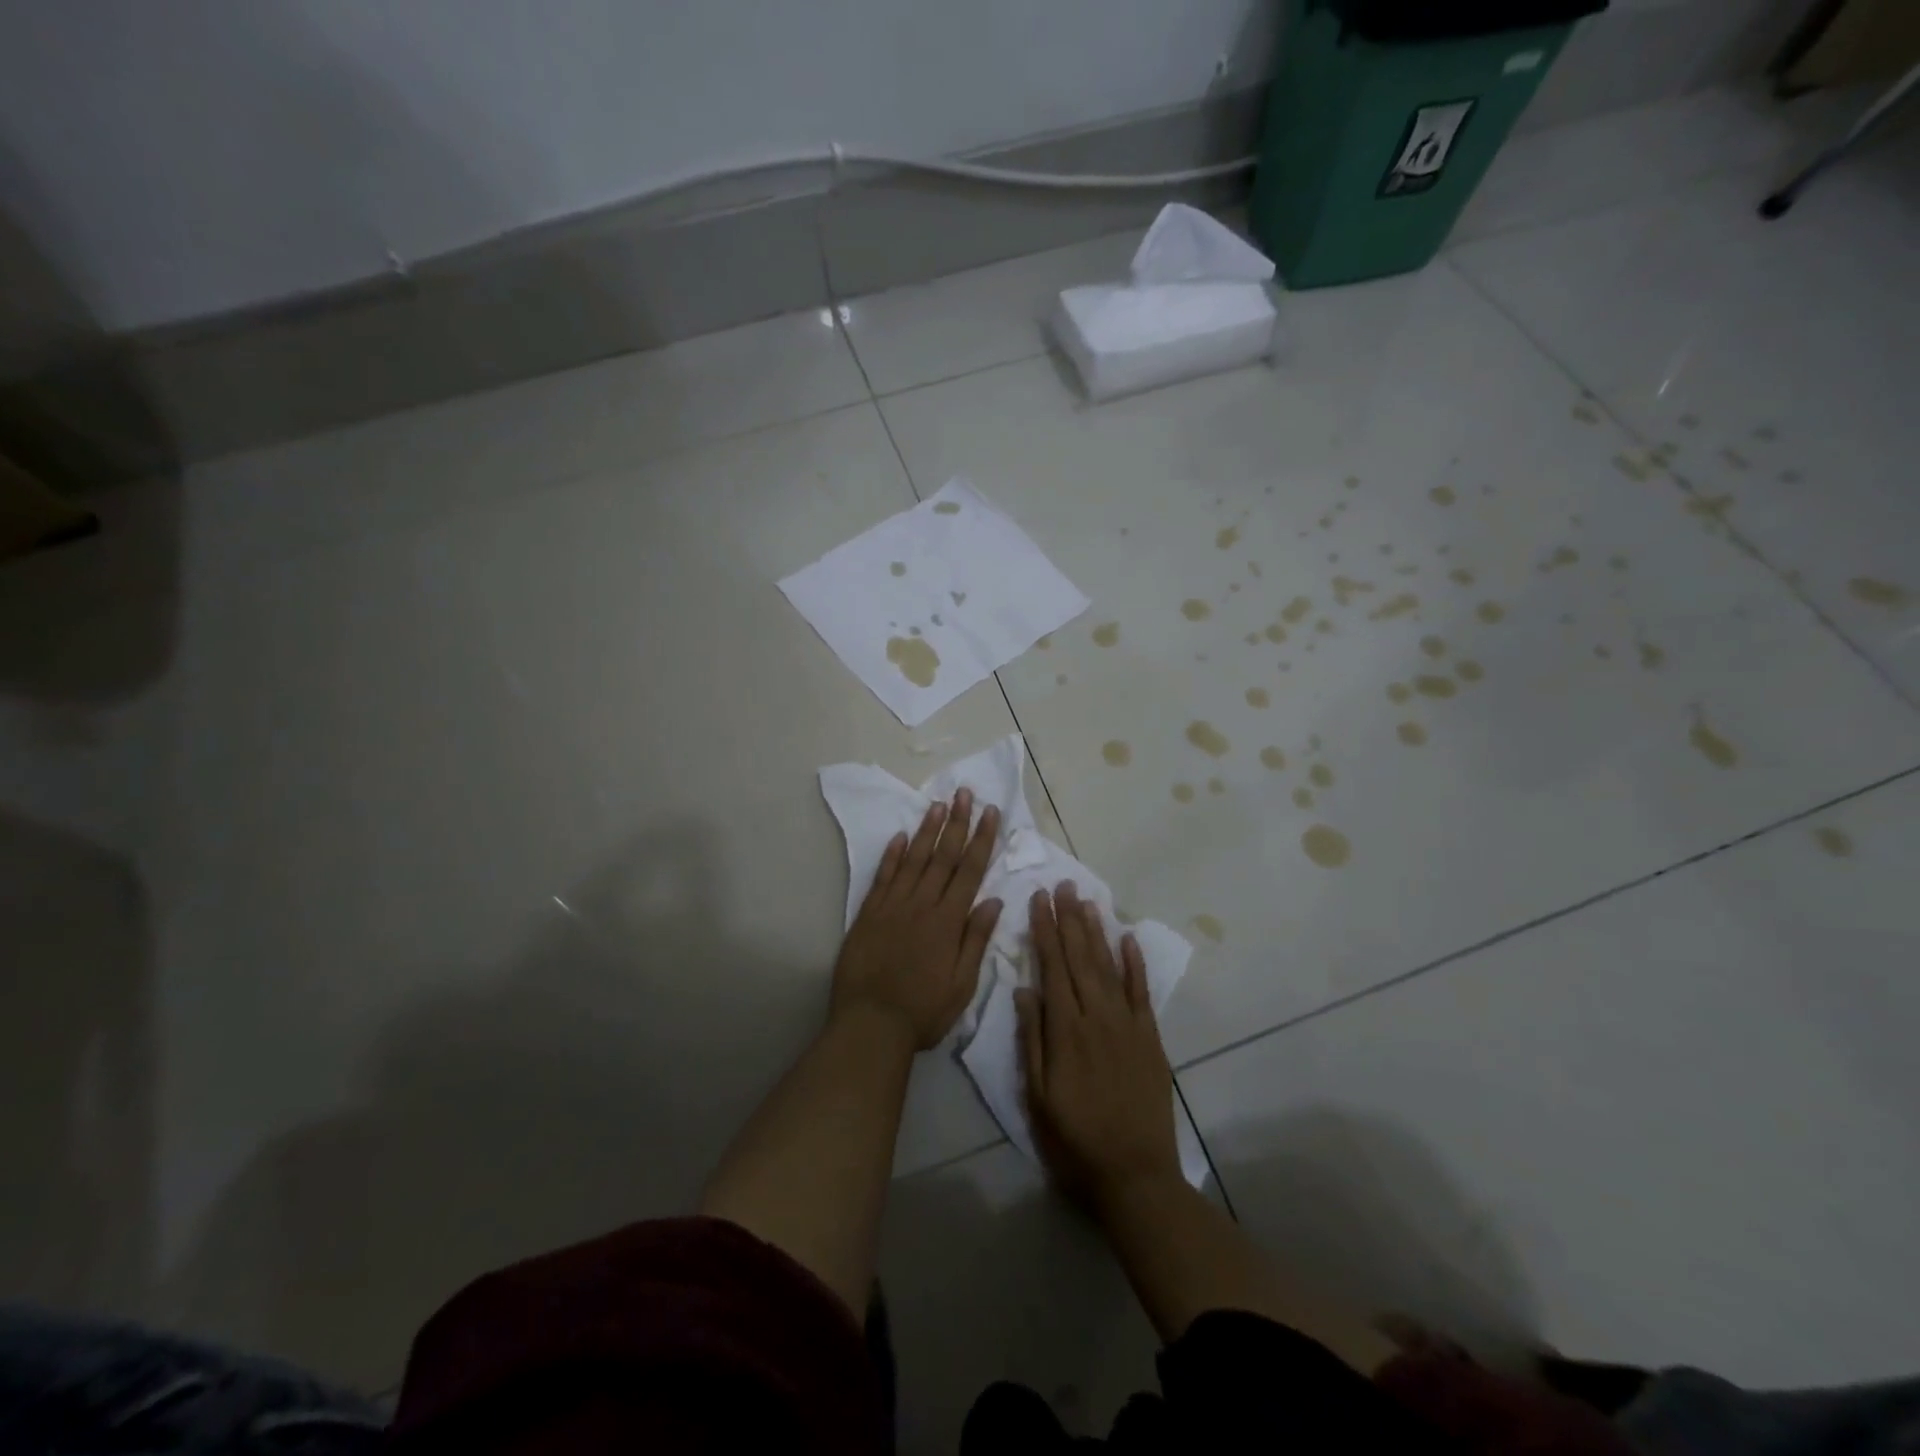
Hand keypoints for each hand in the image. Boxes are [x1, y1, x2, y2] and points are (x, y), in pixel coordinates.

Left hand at [833, 789, 1002, 1049]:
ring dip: (927, 830)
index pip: (969, 870)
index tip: (990, 812)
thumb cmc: (923, 1011)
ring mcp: (892, 906)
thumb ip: (976, 940)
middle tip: (964, 793)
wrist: (869, 1025)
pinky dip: (892, 855)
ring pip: (913, 859)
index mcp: (948, 921)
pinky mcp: (868, 914)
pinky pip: (882, 877)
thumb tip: (993, 901)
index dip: (981, 839)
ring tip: (937, 804)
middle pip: (942, 856)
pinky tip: (900, 837)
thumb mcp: (962, 985)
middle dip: (956, 823)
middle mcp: (921, 905)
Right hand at [1016, 883, 1181, 1206]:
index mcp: (1065, 1030)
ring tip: (1087, 901)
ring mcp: (1127, 1024)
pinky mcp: (1150, 1038)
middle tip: (1062, 884)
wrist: (1134, 1174)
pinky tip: (1128, 938)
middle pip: (1080, 957)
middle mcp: (1097, 1016)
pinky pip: (1141, 992)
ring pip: (1108, 966)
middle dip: (1068, 919)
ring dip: (1096, 931)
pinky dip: (1135, 963)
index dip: (1045, 930)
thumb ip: (1033, 1039)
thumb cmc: (1075, 1138)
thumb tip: (1023, 990)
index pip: (1052, 967)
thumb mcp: (1038, 1096)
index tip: (1039, 899)